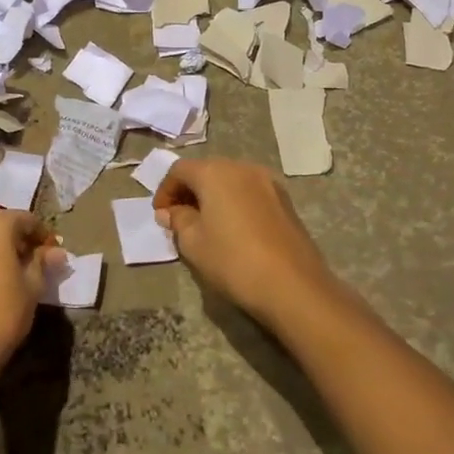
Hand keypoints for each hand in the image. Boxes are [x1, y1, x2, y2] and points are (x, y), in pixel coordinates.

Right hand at [154, 158, 332, 327]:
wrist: (293, 286)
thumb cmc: (233, 260)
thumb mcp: (193, 243)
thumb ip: (178, 220)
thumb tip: (171, 211)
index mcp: (215, 172)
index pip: (179, 170)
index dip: (165, 191)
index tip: (160, 216)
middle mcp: (242, 168)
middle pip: (207, 171)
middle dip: (189, 192)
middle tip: (179, 220)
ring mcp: (268, 182)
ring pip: (230, 181)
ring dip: (213, 197)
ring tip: (206, 226)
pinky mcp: (285, 201)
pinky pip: (250, 194)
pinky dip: (235, 204)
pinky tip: (233, 230)